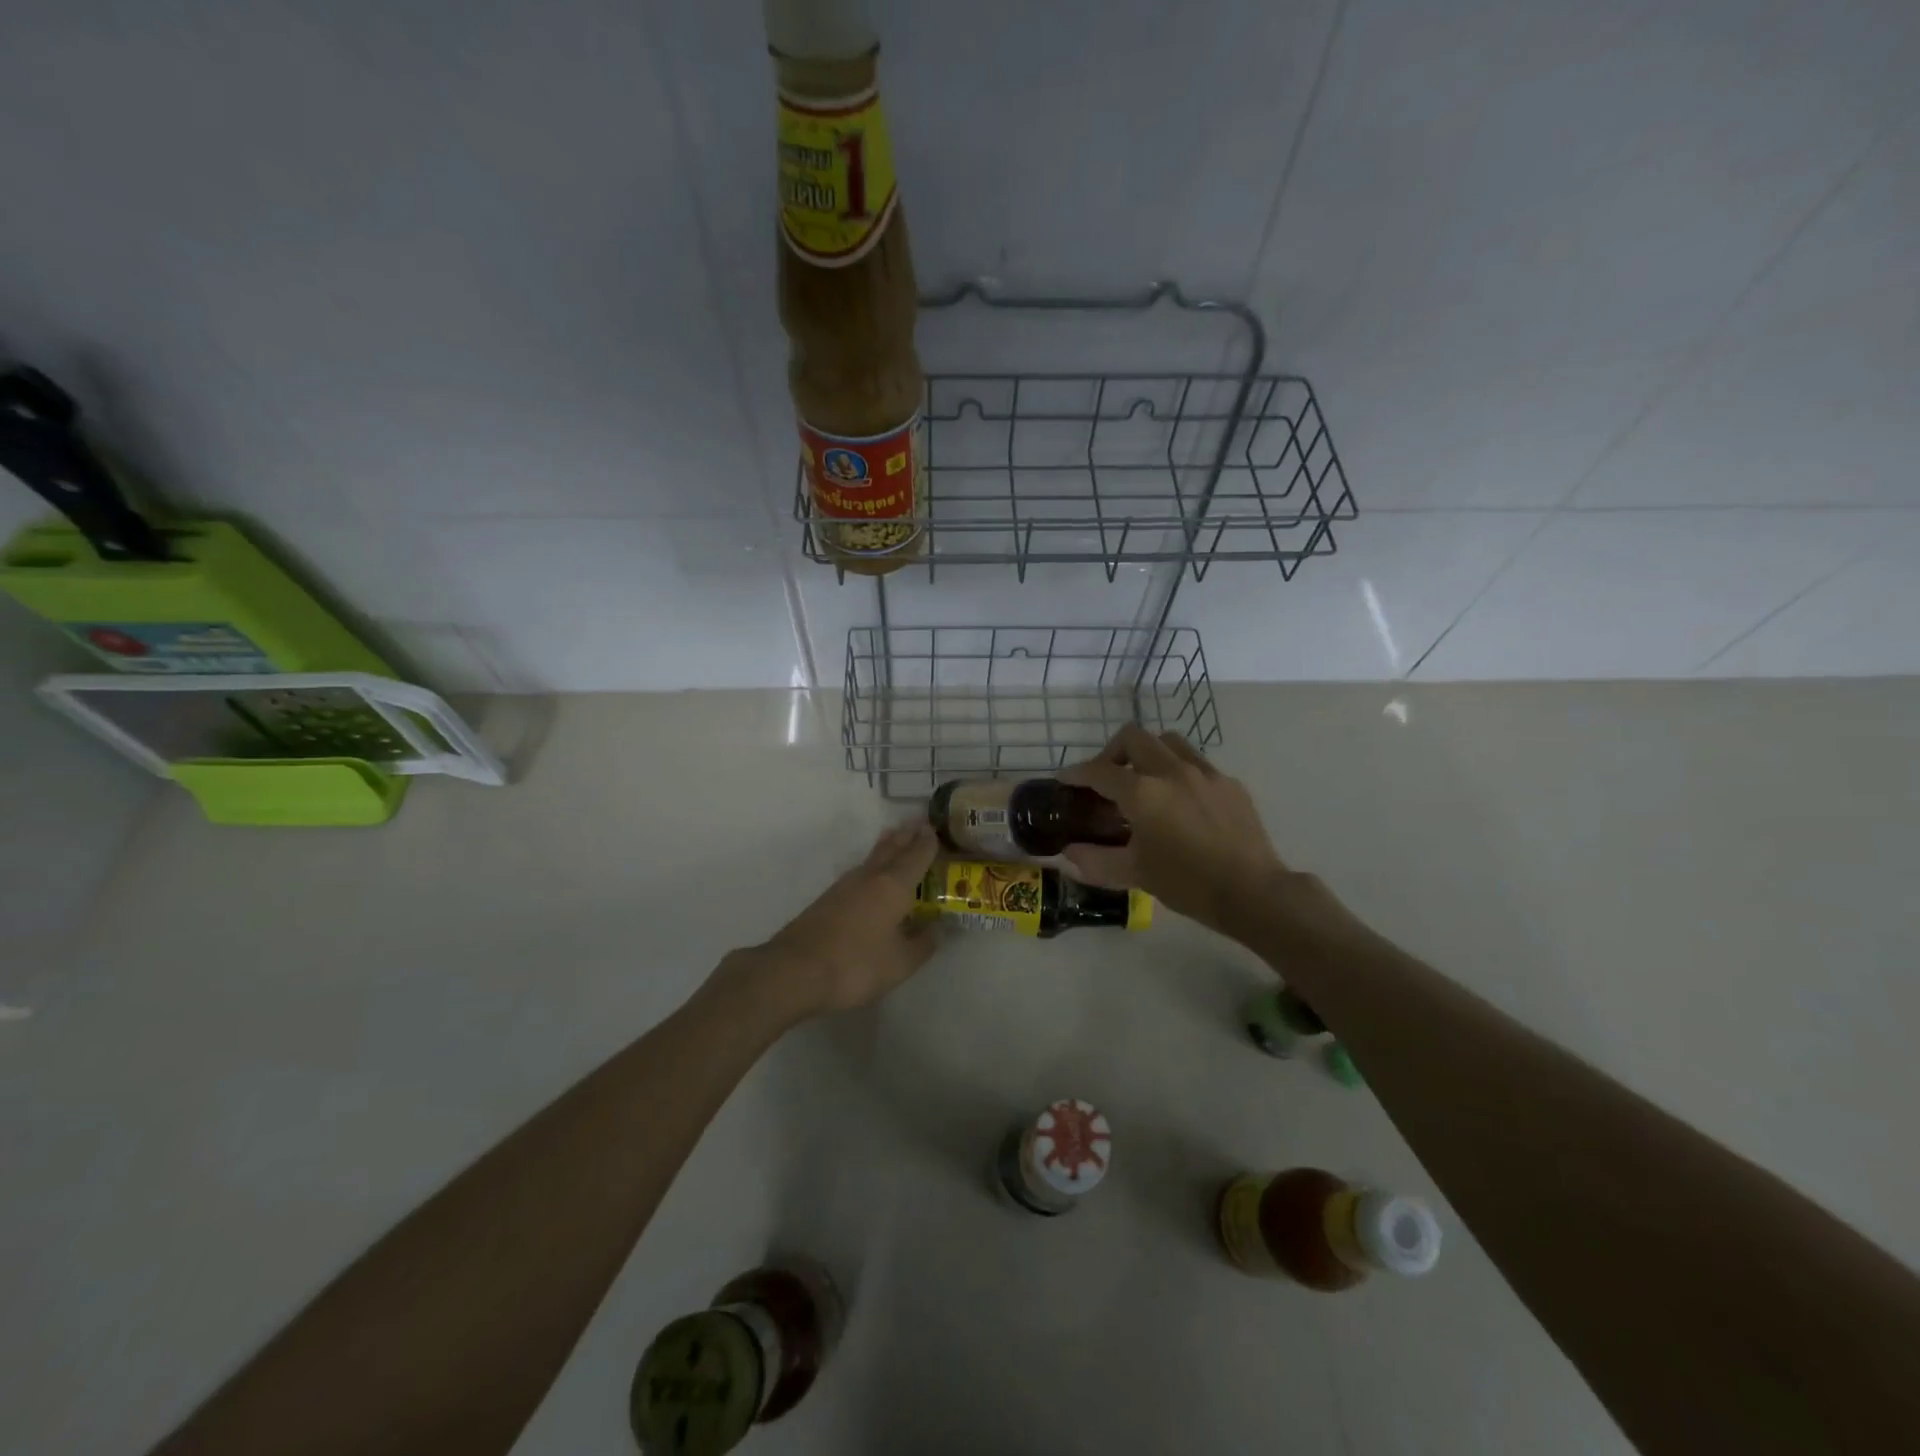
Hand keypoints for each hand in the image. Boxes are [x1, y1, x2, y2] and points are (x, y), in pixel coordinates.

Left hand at [724, 821, 941, 1023]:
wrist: (795, 972)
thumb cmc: (856, 965)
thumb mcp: (901, 963)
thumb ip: (922, 943)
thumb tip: (936, 927)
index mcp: (893, 886)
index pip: (916, 855)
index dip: (928, 842)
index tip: (936, 829)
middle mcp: (869, 878)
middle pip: (891, 849)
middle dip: (906, 836)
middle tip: (918, 824)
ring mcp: (844, 887)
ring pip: (872, 859)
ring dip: (886, 847)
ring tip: (895, 839)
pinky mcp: (826, 901)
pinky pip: (858, 874)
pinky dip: (871, 867)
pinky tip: (870, 877)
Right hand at [1059, 724, 1291, 939]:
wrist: (1253, 893)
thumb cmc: (1187, 884)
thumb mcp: (1134, 874)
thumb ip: (1095, 860)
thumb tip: (1069, 853)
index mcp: (1143, 793)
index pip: (1099, 771)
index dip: (1077, 773)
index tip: (1066, 779)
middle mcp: (1171, 771)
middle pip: (1133, 738)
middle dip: (1112, 752)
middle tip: (1107, 777)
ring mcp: (1204, 773)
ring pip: (1168, 741)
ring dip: (1148, 753)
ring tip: (1144, 780)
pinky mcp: (1229, 783)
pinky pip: (1196, 763)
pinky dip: (1179, 771)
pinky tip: (1182, 800)